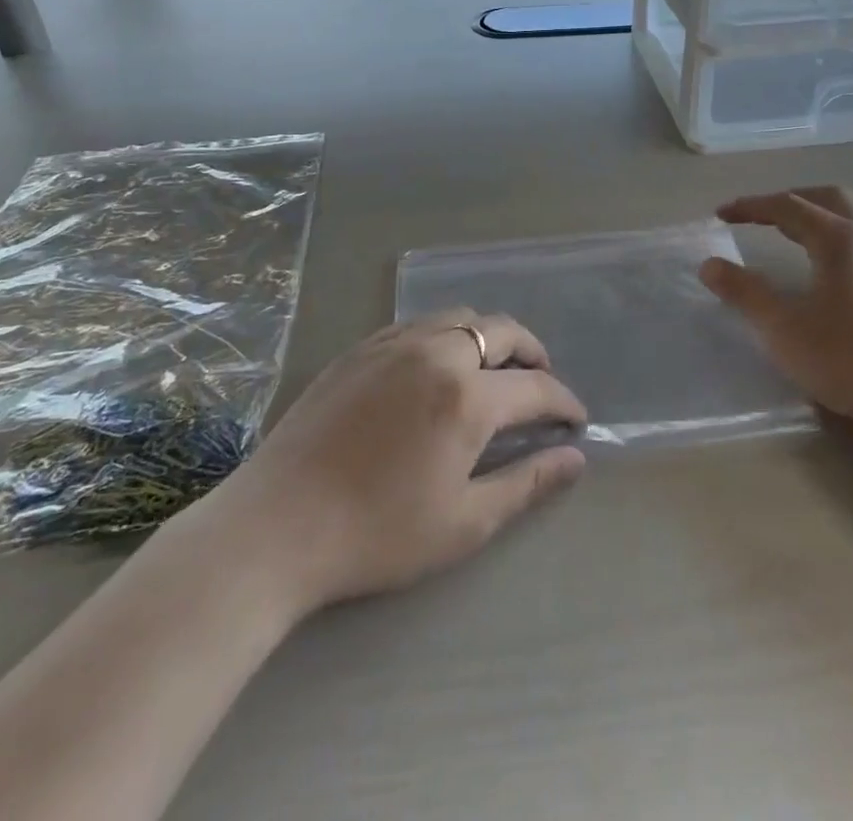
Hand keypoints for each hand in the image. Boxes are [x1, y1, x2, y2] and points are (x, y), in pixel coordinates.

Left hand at [212, 311, 587, 612]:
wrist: (277, 526)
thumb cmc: (377, 534)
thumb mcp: (464, 523)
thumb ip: (526, 484)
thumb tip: (575, 459)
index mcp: (467, 397)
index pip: (535, 388)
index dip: (563, 402)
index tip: (575, 420)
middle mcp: (437, 353)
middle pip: (502, 331)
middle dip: (533, 353)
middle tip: (540, 381)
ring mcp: (394, 344)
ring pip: (459, 318)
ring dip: (489, 337)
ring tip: (493, 369)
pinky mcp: (360, 349)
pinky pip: (418, 324)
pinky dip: (446, 335)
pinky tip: (438, 365)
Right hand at [700, 187, 852, 462]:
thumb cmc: (851, 359)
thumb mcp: (785, 330)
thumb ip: (745, 293)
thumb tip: (710, 265)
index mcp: (839, 239)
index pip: (787, 207)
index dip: (751, 207)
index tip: (721, 214)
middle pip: (827, 197)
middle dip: (789, 199)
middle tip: (761, 215)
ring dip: (818, 213)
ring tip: (793, 234)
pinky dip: (838, 234)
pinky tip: (831, 267)